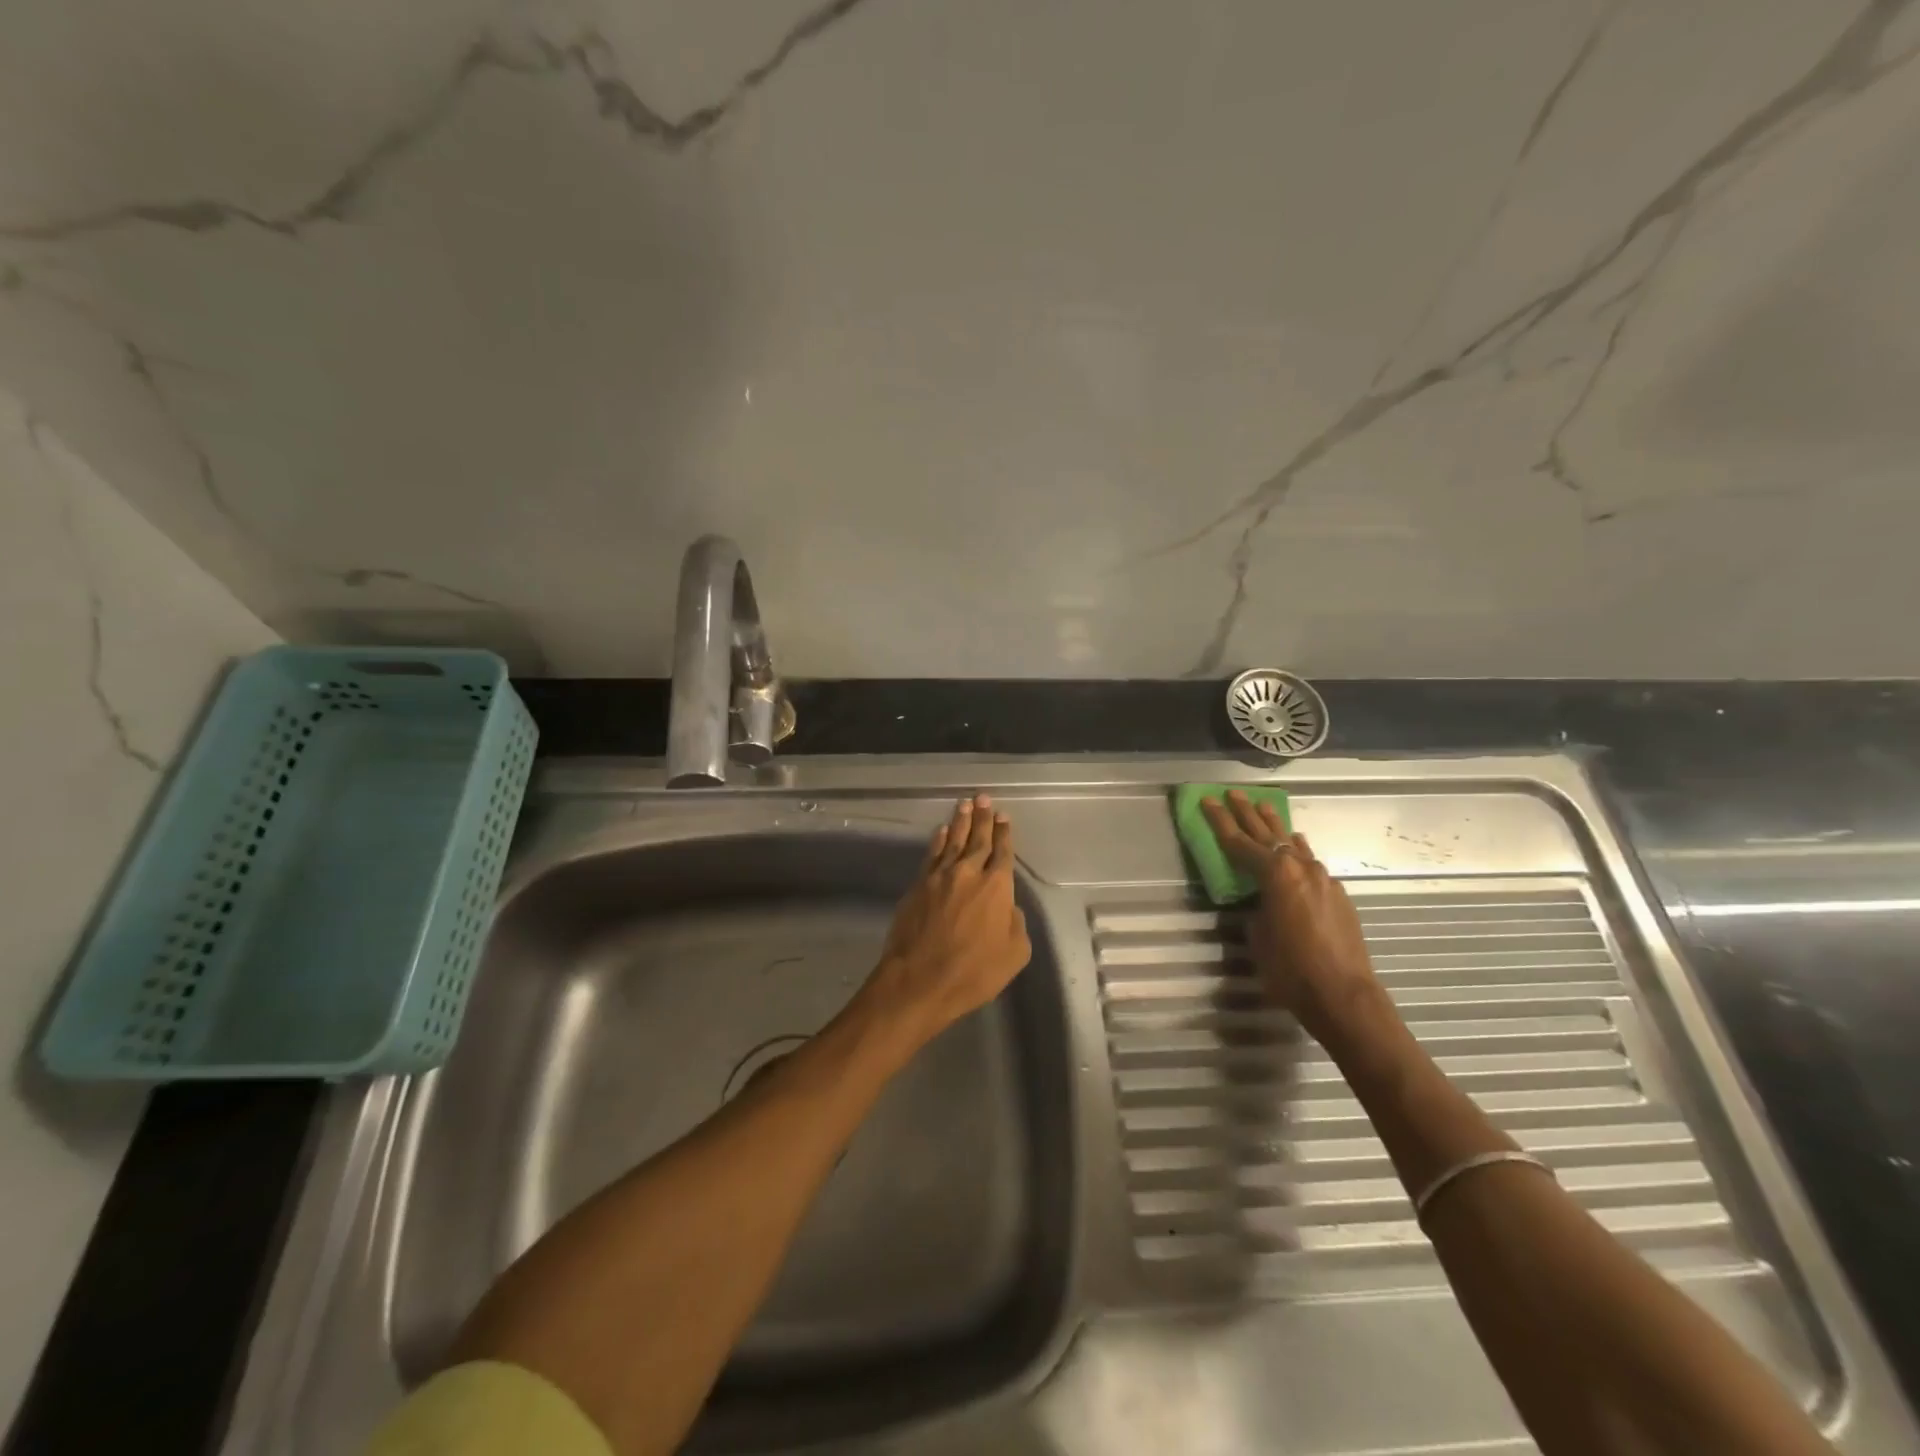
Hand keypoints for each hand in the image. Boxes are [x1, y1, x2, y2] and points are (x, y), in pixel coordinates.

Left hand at [861, 794, 1032, 1043]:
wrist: (920, 981)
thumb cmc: (974, 972)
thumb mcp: (1014, 954)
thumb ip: (1015, 924)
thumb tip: (1007, 907)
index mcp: (997, 887)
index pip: (1003, 852)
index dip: (1004, 833)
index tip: (1003, 816)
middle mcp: (969, 873)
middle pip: (978, 839)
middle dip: (983, 818)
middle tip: (984, 798)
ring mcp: (940, 877)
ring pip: (952, 841)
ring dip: (960, 821)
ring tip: (964, 804)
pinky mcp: (918, 885)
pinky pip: (931, 855)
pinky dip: (937, 841)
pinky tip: (941, 831)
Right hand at [1200, 792, 1384, 1044]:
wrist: (1344, 995)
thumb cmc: (1290, 969)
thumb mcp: (1257, 937)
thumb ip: (1255, 908)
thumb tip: (1258, 900)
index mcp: (1274, 874)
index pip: (1238, 841)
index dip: (1219, 821)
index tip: (1206, 801)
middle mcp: (1300, 867)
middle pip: (1267, 833)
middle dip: (1246, 812)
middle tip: (1232, 794)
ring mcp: (1322, 878)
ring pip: (1293, 843)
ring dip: (1275, 826)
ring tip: (1263, 807)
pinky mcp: (1337, 893)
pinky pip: (1310, 861)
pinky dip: (1297, 849)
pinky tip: (1296, 844)